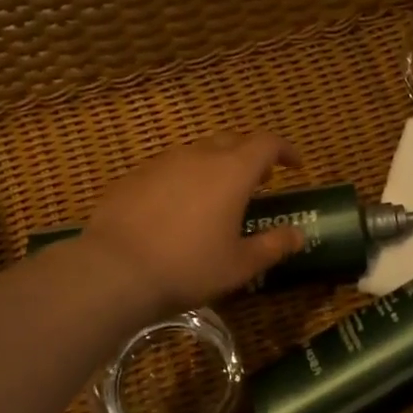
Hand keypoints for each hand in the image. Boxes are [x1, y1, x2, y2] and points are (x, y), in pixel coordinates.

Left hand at [82, 132, 307, 315]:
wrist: (114, 270)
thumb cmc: (188, 267)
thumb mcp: (239, 265)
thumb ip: (273, 245)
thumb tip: (298, 235)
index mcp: (232, 172)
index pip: (267, 143)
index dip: (285, 150)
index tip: (295, 165)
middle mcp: (199, 156)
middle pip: (232, 141)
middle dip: (250, 156)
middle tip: (258, 182)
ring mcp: (162, 162)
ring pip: (197, 152)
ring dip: (215, 166)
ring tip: (216, 196)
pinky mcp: (133, 176)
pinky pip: (168, 168)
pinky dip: (183, 179)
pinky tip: (176, 208)